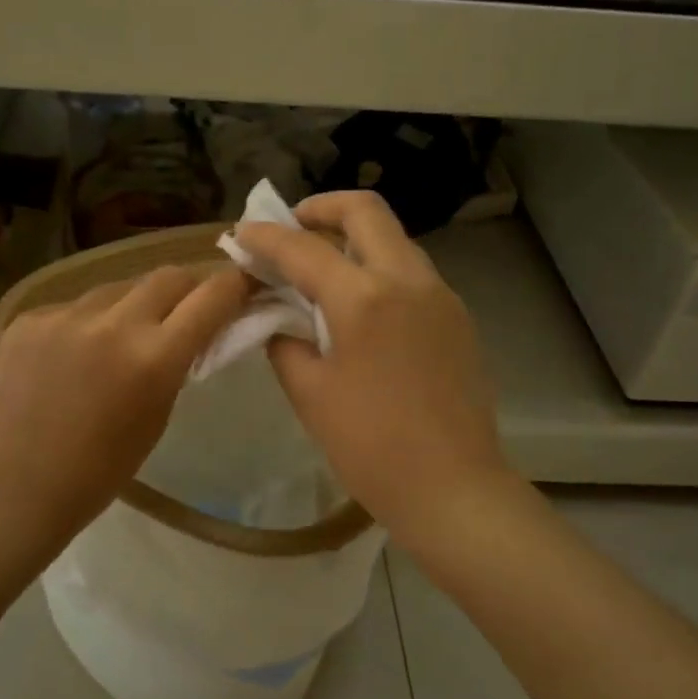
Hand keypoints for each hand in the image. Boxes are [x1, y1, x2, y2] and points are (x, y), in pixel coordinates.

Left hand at [0, 264, 252, 541]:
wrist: (19, 486)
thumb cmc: (102, 468)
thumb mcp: (158, 414)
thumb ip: (177, 362)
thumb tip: (192, 325)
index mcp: (153, 357)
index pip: (211, 297)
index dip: (235, 285)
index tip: (243, 283)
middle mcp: (112, 324)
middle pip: (167, 276)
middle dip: (187, 287)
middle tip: (186, 307)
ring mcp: (64, 316)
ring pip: (118, 288)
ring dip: (132, 305)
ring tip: (121, 337)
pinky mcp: (29, 318)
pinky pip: (74, 306)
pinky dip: (87, 322)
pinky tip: (74, 355)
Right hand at [235, 191, 510, 534]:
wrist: (453, 489)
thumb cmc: (371, 447)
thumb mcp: (309, 393)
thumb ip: (285, 342)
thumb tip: (279, 318)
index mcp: (363, 298)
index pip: (302, 248)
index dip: (265, 237)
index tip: (240, 234)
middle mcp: (407, 280)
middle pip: (365, 211)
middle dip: (321, 209)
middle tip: (291, 228)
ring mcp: (440, 295)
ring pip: (394, 239)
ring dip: (353, 238)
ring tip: (321, 268)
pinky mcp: (456, 317)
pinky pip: (411, 272)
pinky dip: (377, 268)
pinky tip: (358, 305)